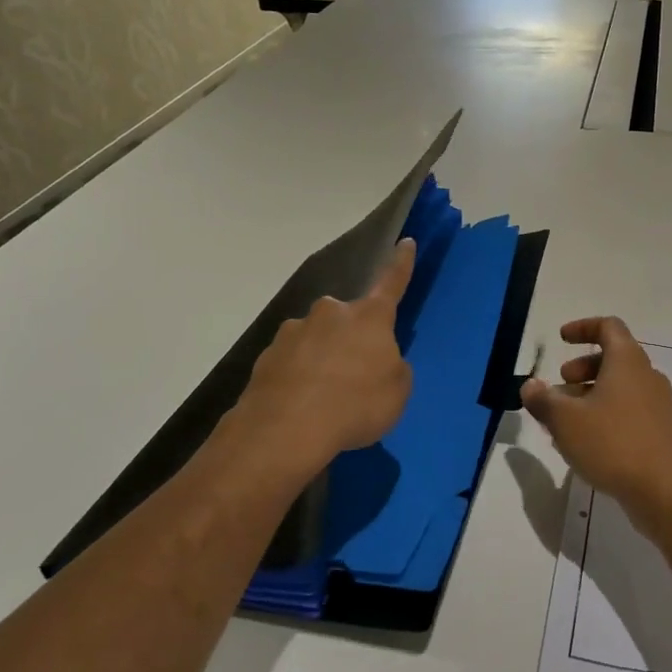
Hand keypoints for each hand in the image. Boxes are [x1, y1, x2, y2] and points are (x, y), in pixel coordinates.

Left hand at [226, 239, 415, 473]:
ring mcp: (293, 332)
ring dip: (323, 359)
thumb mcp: (397, 391)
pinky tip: (300, 407)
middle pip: (347, 319)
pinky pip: (292, 363)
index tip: (406, 242)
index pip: (391, 283)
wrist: (285, 429)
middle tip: (356, 374)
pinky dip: (299, 378)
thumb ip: (392, 367)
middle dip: (352, 338)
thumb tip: (375, 361)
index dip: (401, 264)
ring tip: (325, 399)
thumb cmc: (356, 405)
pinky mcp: (266, 356)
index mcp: (369, 317)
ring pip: (316, 340)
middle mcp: (330, 313)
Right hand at [521, 317, 671, 537]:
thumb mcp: (565, 420)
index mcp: (627, 361)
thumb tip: (530, 386)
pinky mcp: (661, 431)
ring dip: (590, 394)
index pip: (608, 326)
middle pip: (613, 357)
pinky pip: (628, 410)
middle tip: (559, 387)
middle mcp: (647, 376)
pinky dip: (605, 414)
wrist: (664, 491)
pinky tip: (586, 443)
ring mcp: (658, 405)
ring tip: (564, 421)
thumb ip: (543, 399)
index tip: (561, 339)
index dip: (583, 327)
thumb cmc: (612, 444)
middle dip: (581, 368)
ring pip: (620, 387)